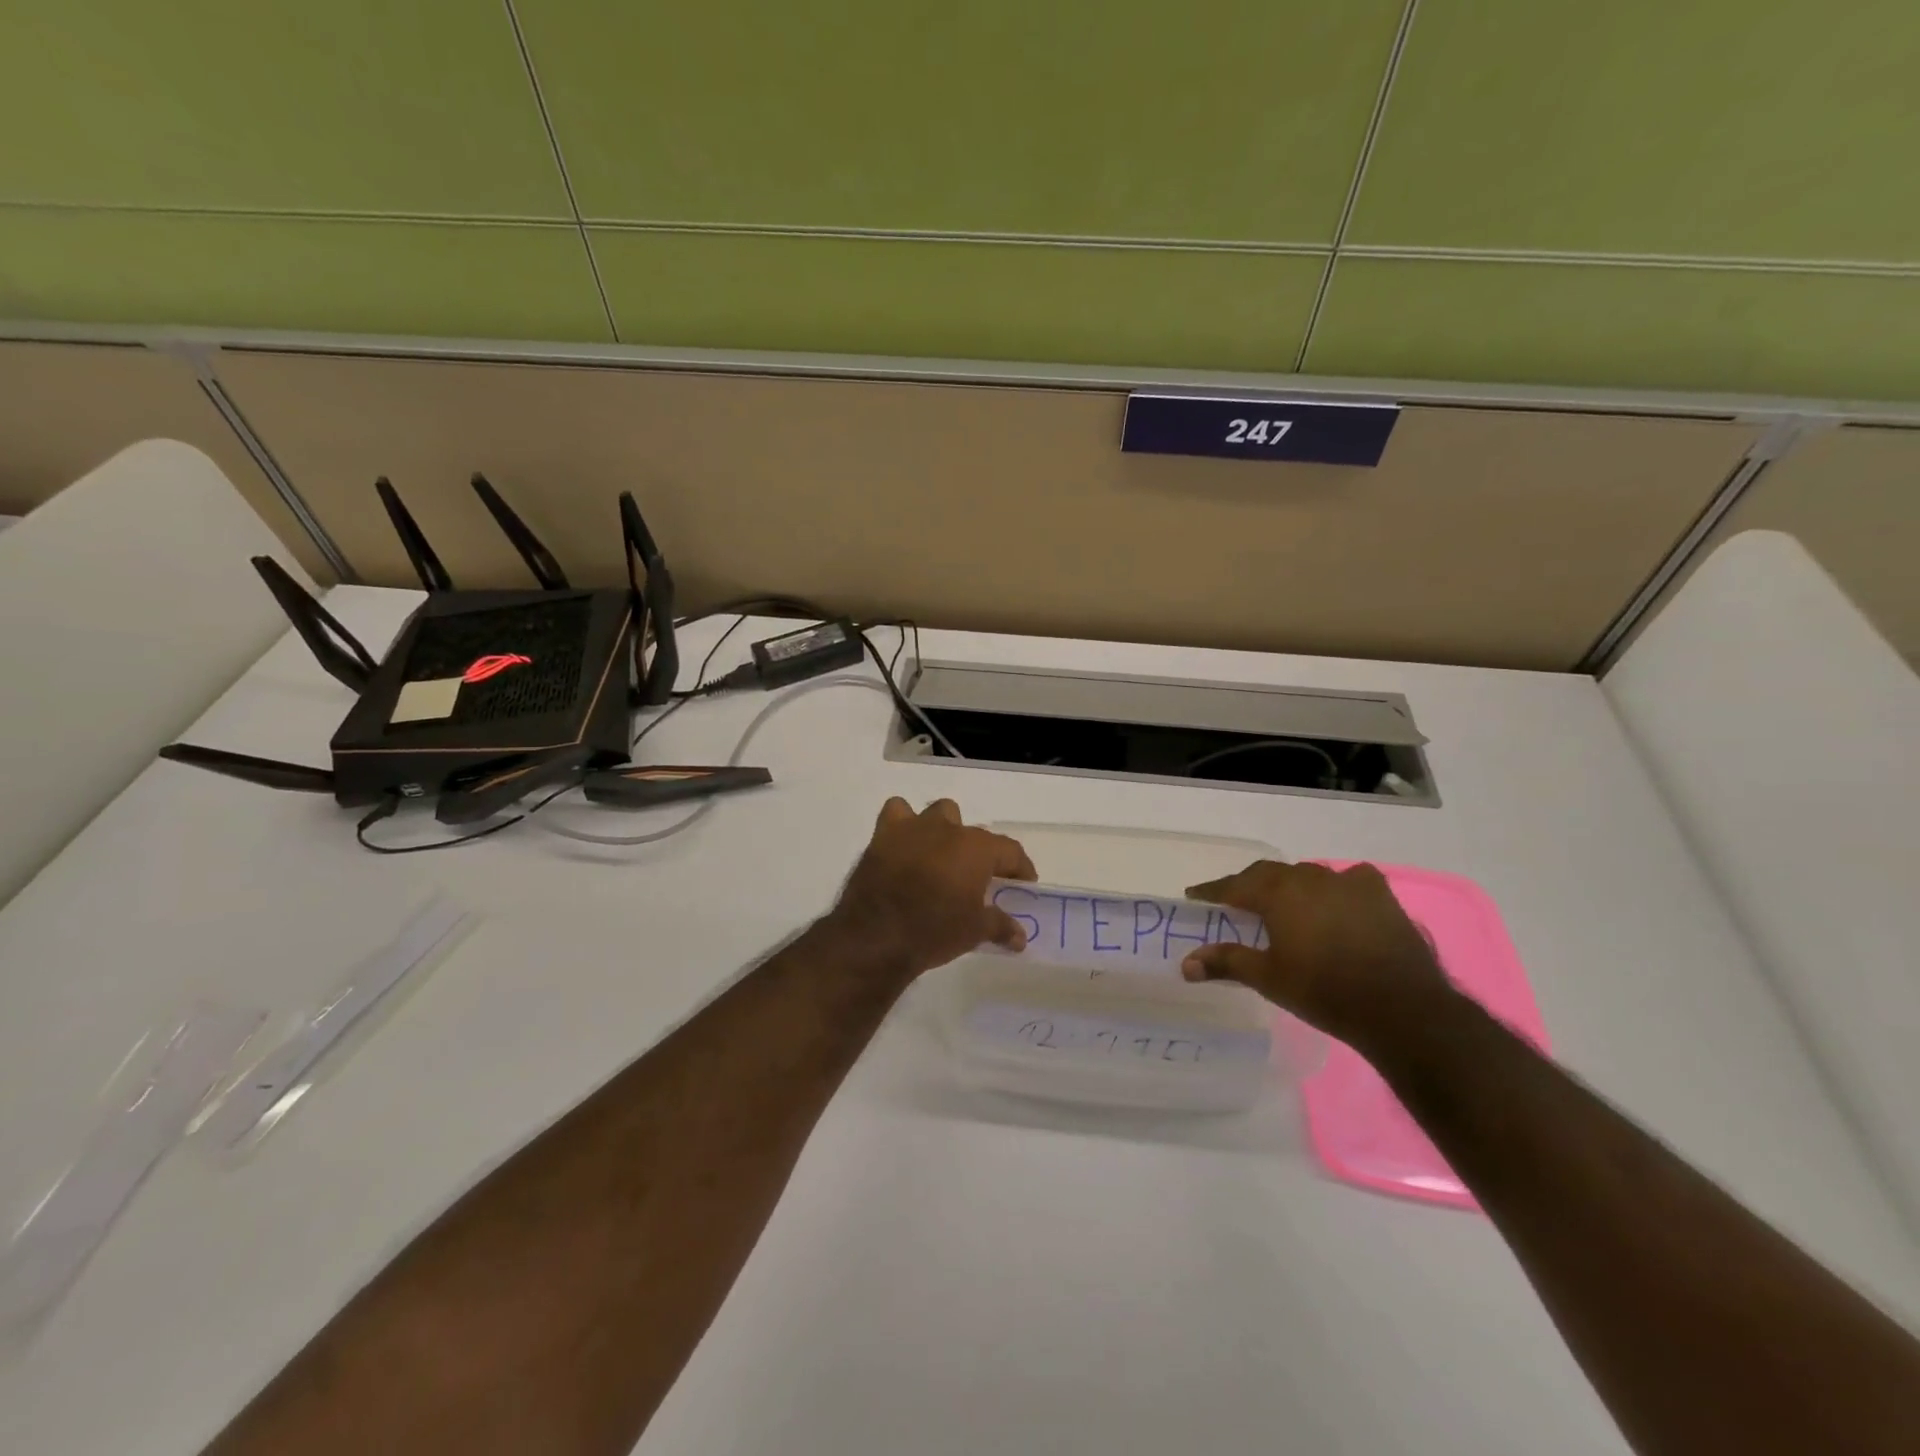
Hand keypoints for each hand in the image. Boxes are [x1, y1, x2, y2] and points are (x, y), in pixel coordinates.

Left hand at [829, 798, 1037, 977]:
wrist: (875, 936)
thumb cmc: (934, 931)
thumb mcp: (974, 932)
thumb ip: (1000, 927)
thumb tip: (1020, 937)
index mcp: (977, 848)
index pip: (1010, 851)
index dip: (1020, 868)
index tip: (1022, 884)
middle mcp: (949, 829)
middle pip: (975, 834)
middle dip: (979, 853)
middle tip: (977, 880)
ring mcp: (914, 828)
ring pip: (940, 813)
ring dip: (945, 830)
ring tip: (942, 858)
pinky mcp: (884, 835)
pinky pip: (897, 814)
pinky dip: (904, 825)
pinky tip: (905, 846)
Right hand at [1181, 860, 1454, 1056]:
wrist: (1401, 1007)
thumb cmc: (1324, 991)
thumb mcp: (1268, 978)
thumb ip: (1226, 962)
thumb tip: (1185, 964)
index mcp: (1278, 893)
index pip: (1234, 885)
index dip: (1212, 891)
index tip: (1194, 895)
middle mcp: (1309, 878)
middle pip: (1269, 874)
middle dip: (1249, 885)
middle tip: (1235, 901)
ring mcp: (1348, 883)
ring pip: (1307, 876)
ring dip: (1290, 886)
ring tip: (1284, 904)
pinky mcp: (1380, 895)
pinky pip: (1349, 880)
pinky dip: (1334, 888)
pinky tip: (1336, 901)